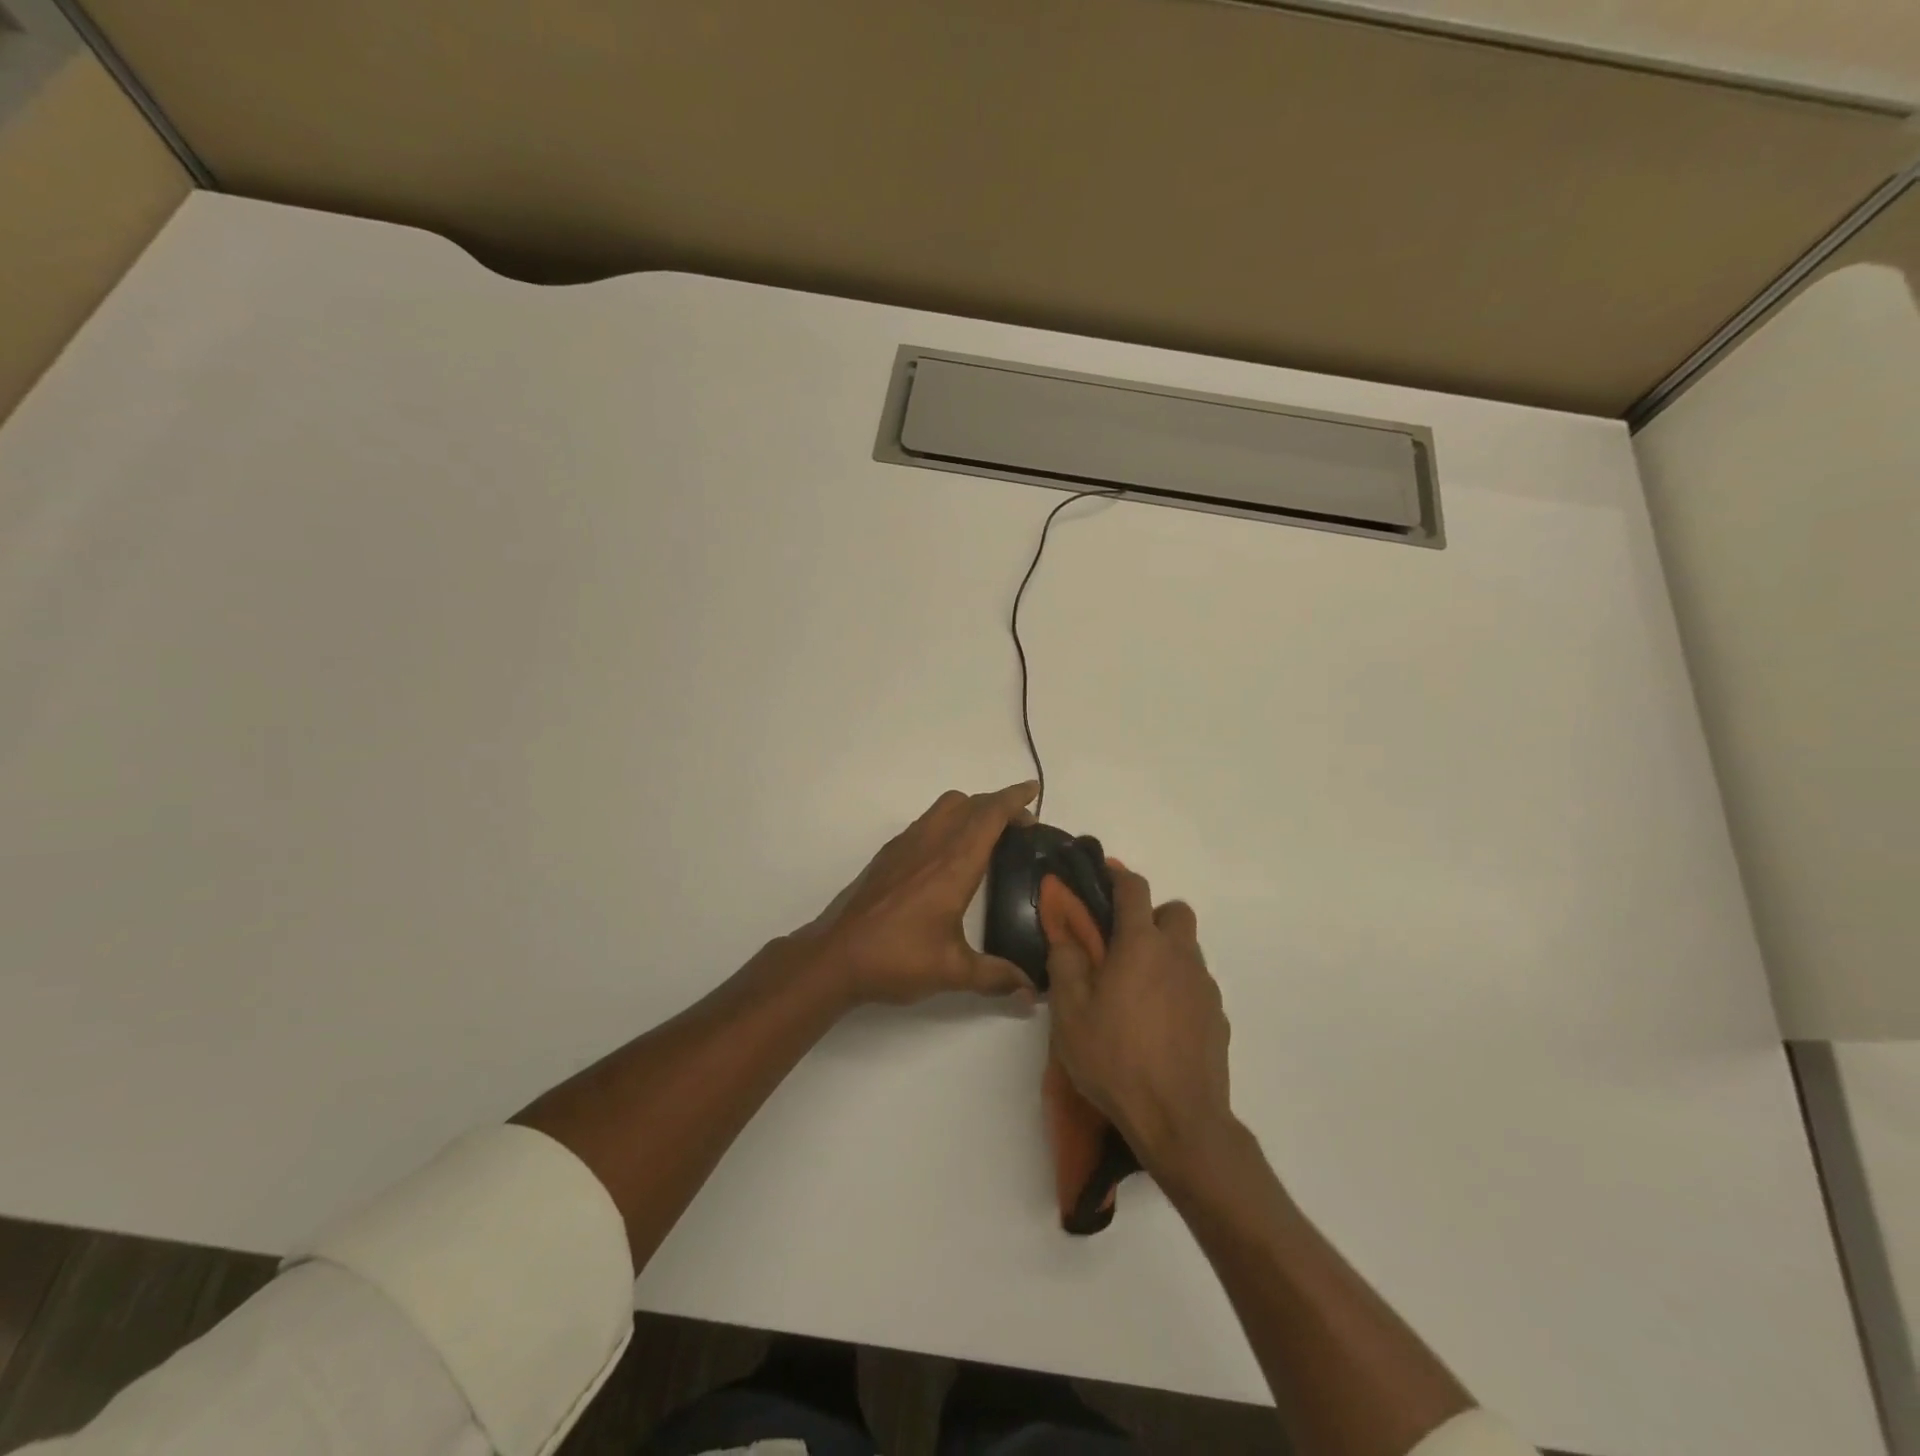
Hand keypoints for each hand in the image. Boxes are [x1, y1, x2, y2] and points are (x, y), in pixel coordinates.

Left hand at [801, 781, 1038, 1005]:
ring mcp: (906, 845)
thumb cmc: (897, 958)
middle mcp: (931, 844)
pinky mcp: (888, 855)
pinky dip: (948, 822)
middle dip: (998, 804)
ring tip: (988, 836)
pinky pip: (927, 822)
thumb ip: (997, 977)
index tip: (1033, 791)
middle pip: (970, 803)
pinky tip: (949, 855)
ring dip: (971, 809)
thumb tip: (1033, 993)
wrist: (835, 955)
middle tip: (1021, 825)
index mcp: (954, 864)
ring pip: (945, 807)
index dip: (1014, 799)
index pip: (989, 815)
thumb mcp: (952, 971)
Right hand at [1046, 862, 1235, 1177]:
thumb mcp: (1071, 1014)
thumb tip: (1065, 933)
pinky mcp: (1219, 1017)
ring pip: (1188, 949)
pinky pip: (1197, 984)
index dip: (1118, 875)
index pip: (1134, 889)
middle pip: (1175, 912)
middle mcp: (1179, 955)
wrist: (1179, 1120)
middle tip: (1124, 944)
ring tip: (1138, 989)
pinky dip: (1179, 987)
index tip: (1104, 874)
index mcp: (1141, 945)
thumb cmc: (1116, 1060)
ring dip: (1165, 952)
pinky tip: (1160, 1021)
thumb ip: (1066, 963)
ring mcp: (1204, 987)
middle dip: (1152, 915)